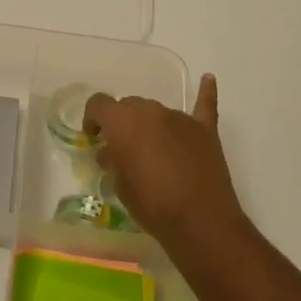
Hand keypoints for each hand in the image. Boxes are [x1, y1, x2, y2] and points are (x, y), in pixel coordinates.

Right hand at [85, 75, 249, 256]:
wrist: (200, 222)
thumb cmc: (151, 204)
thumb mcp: (119, 186)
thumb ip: (112, 161)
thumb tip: (111, 152)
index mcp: (123, 121)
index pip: (99, 104)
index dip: (92, 118)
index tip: (93, 137)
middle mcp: (150, 110)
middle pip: (130, 105)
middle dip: (122, 122)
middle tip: (123, 149)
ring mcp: (180, 118)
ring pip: (157, 110)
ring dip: (150, 123)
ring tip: (153, 149)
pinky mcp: (205, 129)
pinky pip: (204, 104)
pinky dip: (205, 91)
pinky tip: (207, 78)